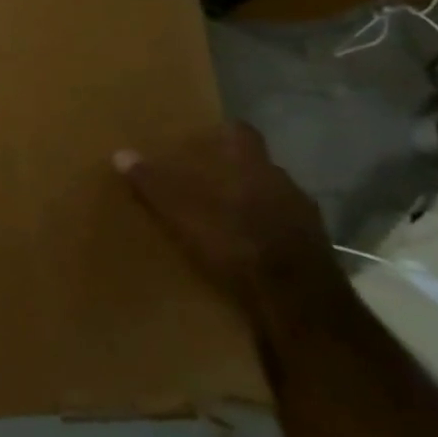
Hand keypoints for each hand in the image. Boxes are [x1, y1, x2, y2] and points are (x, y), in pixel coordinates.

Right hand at [115, 123, 339, 319]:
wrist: (298, 303)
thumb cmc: (236, 243)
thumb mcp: (182, 213)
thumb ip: (153, 183)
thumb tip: (121, 154)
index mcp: (255, 167)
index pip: (243, 133)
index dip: (224, 132)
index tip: (204, 137)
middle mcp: (285, 184)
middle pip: (257, 166)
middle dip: (233, 172)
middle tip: (203, 180)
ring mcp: (306, 219)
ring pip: (273, 199)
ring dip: (251, 204)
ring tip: (222, 217)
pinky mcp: (317, 252)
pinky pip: (284, 229)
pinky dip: (265, 233)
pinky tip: (245, 248)